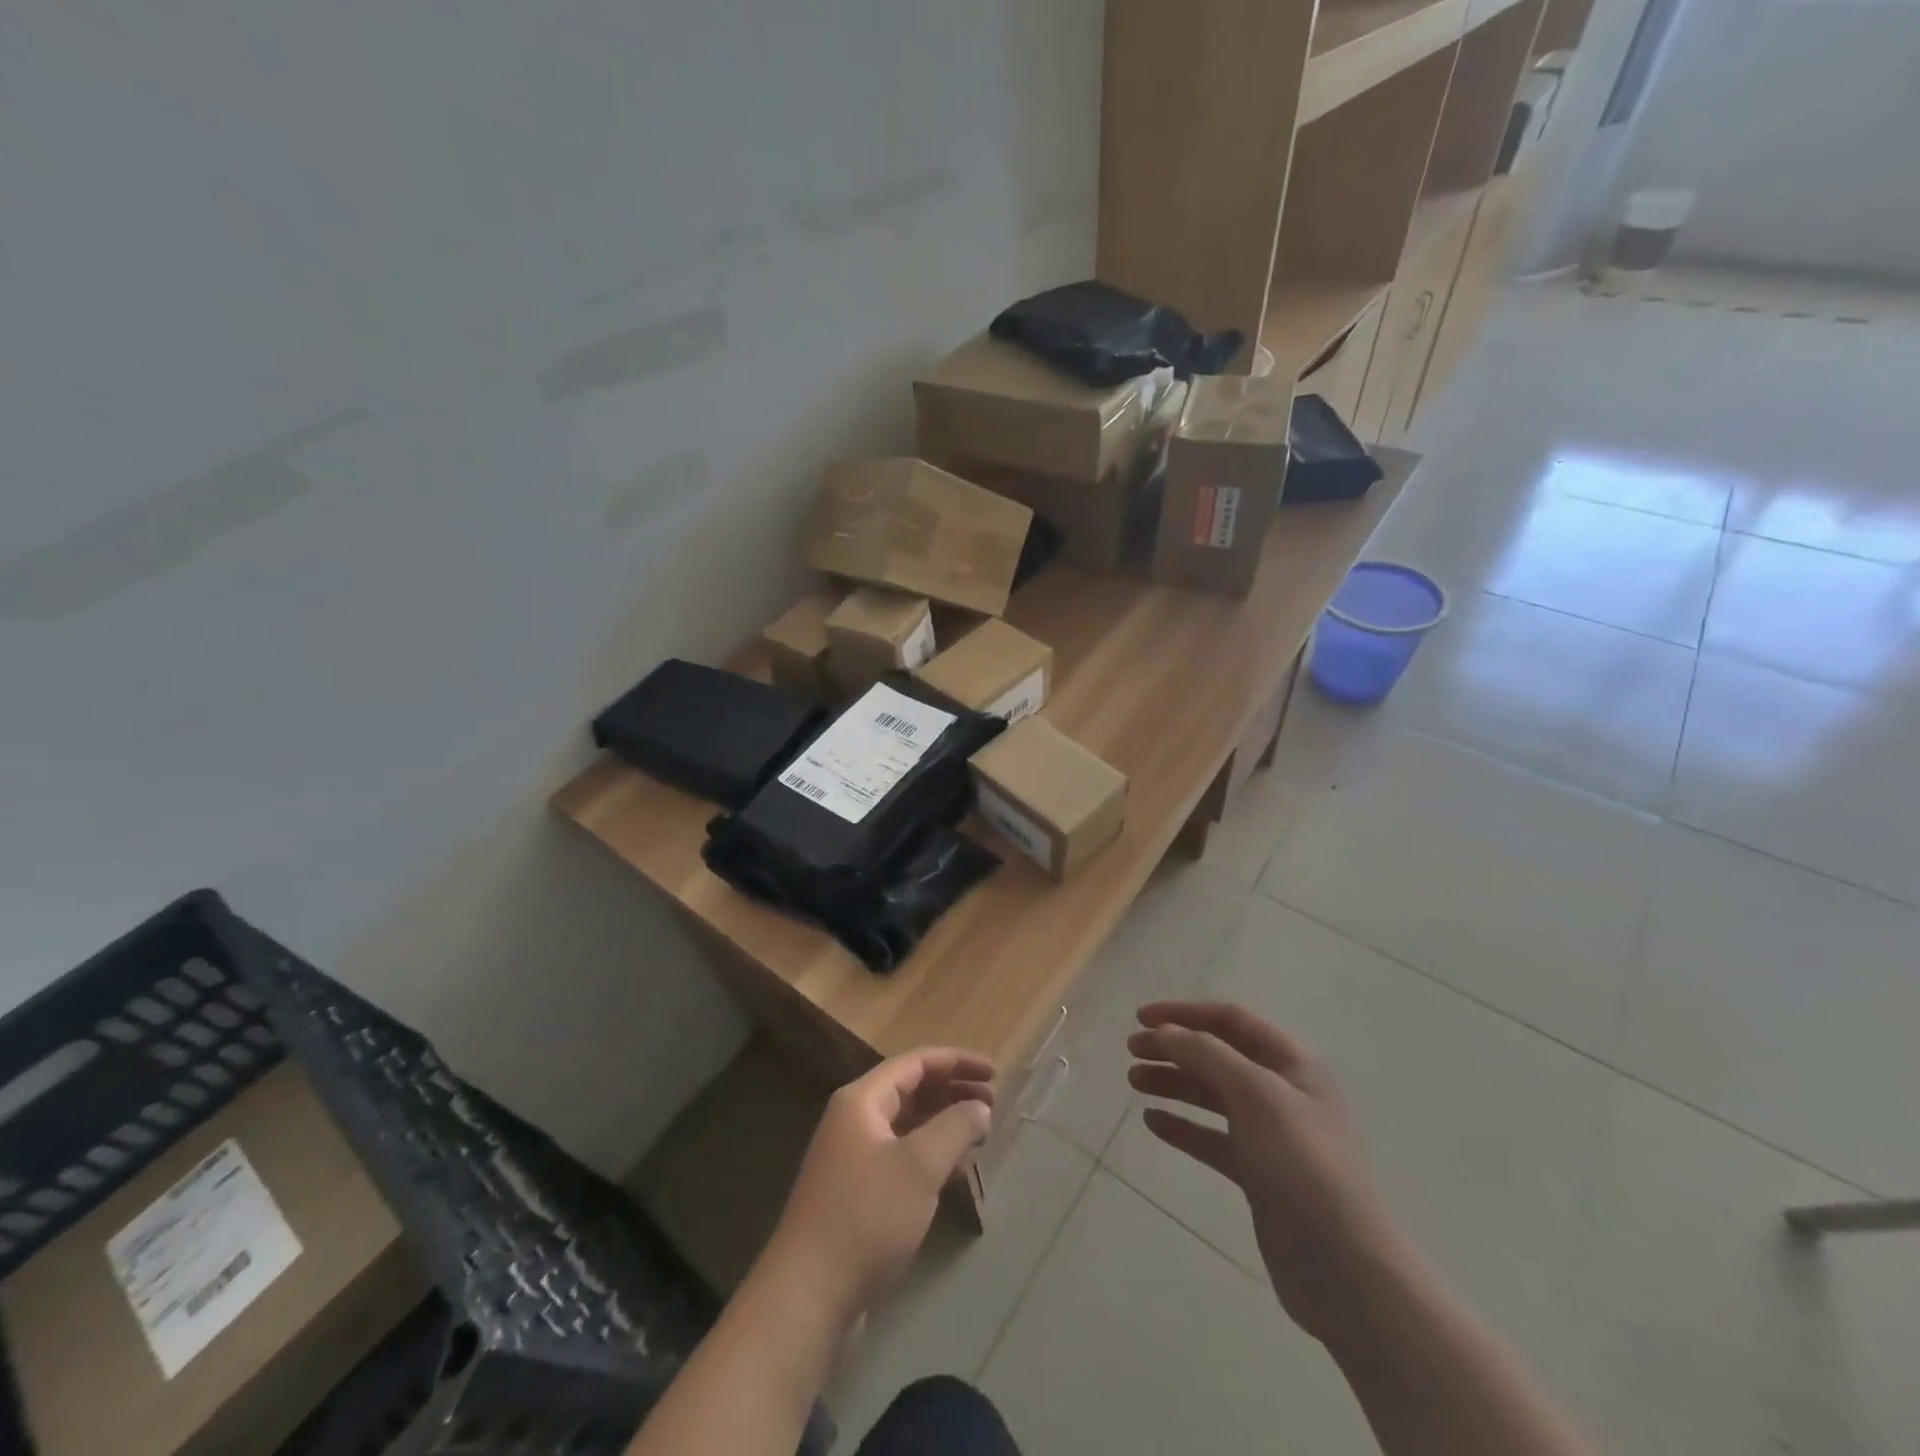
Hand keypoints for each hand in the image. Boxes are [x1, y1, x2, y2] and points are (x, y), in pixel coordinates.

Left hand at [761, 1048, 994, 1325]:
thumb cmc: (866, 1217)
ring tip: (979, 1136)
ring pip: (906, 1125)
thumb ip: (955, 1127)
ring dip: (943, 1124)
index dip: (957, 1062)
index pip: (916, 1062)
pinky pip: (900, 1155)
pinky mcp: (855, 1192)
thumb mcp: (919, 1166)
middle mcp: (853, 1119)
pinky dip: (929, 1155)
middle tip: (993, 1105)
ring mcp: (851, 1157)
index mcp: (862, 1100)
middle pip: (910, 1090)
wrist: (808, 1295)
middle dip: (952, 1092)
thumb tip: (979, 1108)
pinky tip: (953, 1173)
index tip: (994, 1073)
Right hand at [1128, 1001, 1412, 1343]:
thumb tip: (1166, 1031)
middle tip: (1131, 1051)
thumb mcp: (1255, 1094)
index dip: (1184, 1013)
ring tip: (1133, 1082)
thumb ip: (1207, 1055)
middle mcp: (1281, 1091)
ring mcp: (1270, 1135)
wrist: (1344, 1268)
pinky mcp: (1258, 1174)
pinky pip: (1212, 1138)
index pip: (1230, 1020)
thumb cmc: (1301, 1165)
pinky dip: (1183, 1127)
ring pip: (1212, 1095)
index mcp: (1291, 1063)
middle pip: (1218, 1055)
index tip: (1140, 1018)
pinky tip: (1153, 1123)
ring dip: (1173, 1083)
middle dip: (1174, 1048)